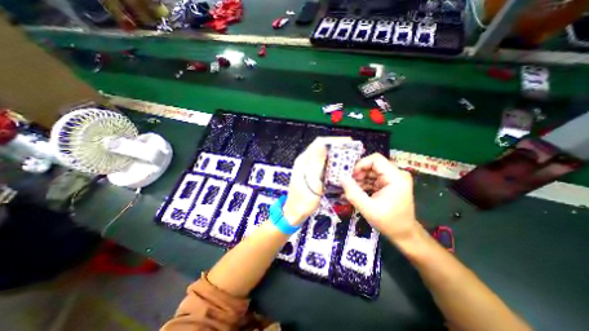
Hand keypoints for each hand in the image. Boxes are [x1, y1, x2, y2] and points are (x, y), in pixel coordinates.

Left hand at [285, 137, 350, 223]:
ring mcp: (309, 167)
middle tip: (352, 150)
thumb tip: (322, 144)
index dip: (334, 140)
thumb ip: (317, 163)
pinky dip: (333, 163)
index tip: (348, 142)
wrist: (295, 213)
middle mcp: (305, 161)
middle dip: (337, 147)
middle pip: (322, 148)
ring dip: (336, 154)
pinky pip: (324, 164)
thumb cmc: (302, 201)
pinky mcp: (312, 174)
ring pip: (324, 156)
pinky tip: (340, 166)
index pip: (319, 143)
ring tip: (349, 157)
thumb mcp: (311, 182)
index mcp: (304, 160)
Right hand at [340, 153, 417, 239]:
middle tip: (350, 184)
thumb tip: (341, 178)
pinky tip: (359, 192)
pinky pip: (374, 178)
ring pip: (372, 171)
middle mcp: (397, 174)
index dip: (361, 164)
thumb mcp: (368, 209)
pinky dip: (365, 183)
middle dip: (359, 173)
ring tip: (353, 190)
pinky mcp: (390, 183)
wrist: (404, 233)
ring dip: (361, 179)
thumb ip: (353, 193)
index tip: (351, 176)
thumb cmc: (388, 222)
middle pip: (373, 165)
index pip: (376, 159)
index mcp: (396, 178)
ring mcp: (394, 178)